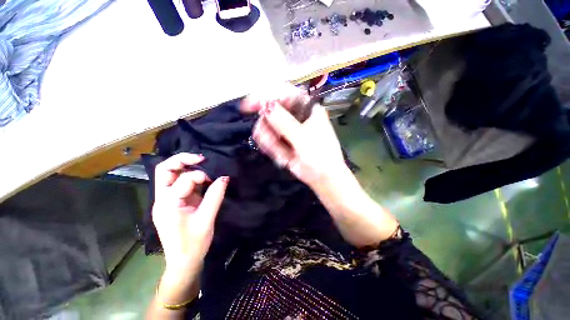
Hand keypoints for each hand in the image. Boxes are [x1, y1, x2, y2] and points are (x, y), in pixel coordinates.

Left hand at [152, 153, 228, 275]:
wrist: (183, 262)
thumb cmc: (193, 244)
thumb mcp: (207, 219)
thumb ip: (215, 196)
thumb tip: (225, 177)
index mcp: (167, 204)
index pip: (183, 180)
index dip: (200, 176)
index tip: (215, 180)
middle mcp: (162, 199)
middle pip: (164, 170)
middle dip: (182, 160)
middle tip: (202, 158)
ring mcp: (166, 200)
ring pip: (169, 174)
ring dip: (184, 166)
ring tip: (202, 163)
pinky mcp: (173, 202)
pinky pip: (178, 183)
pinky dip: (189, 176)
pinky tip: (201, 177)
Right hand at [241, 85, 348, 188]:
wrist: (324, 178)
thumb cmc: (320, 156)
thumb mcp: (303, 138)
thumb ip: (284, 122)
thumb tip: (266, 106)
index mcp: (307, 109)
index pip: (285, 93)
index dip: (266, 95)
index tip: (250, 105)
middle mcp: (297, 117)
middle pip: (273, 110)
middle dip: (267, 123)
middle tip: (265, 135)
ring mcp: (290, 130)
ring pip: (269, 126)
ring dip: (269, 138)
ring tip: (280, 152)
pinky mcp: (284, 142)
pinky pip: (271, 139)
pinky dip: (271, 146)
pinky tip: (280, 155)